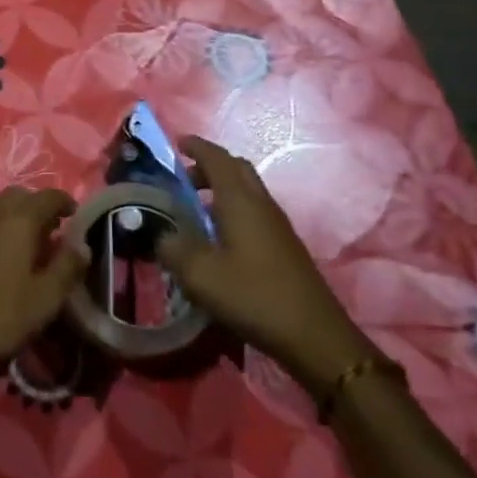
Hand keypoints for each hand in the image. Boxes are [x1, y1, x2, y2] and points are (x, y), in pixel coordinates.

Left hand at [0, 187, 88, 388]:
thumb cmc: (0, 316)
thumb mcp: (46, 298)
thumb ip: (67, 267)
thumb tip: (83, 245)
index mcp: (19, 219)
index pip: (48, 196)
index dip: (65, 202)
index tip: (75, 216)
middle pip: (20, 196)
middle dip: (39, 207)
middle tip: (52, 232)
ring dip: (16, 216)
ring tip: (27, 244)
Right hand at [158, 135, 376, 399]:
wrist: (314, 335)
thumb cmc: (254, 296)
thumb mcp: (200, 275)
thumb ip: (173, 249)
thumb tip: (162, 236)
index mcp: (240, 200)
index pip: (216, 158)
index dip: (196, 146)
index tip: (176, 142)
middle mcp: (261, 203)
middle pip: (236, 168)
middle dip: (209, 165)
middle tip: (183, 177)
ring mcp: (277, 224)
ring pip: (247, 190)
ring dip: (221, 188)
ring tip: (195, 207)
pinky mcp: (285, 245)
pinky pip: (254, 211)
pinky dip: (233, 209)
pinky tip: (219, 238)